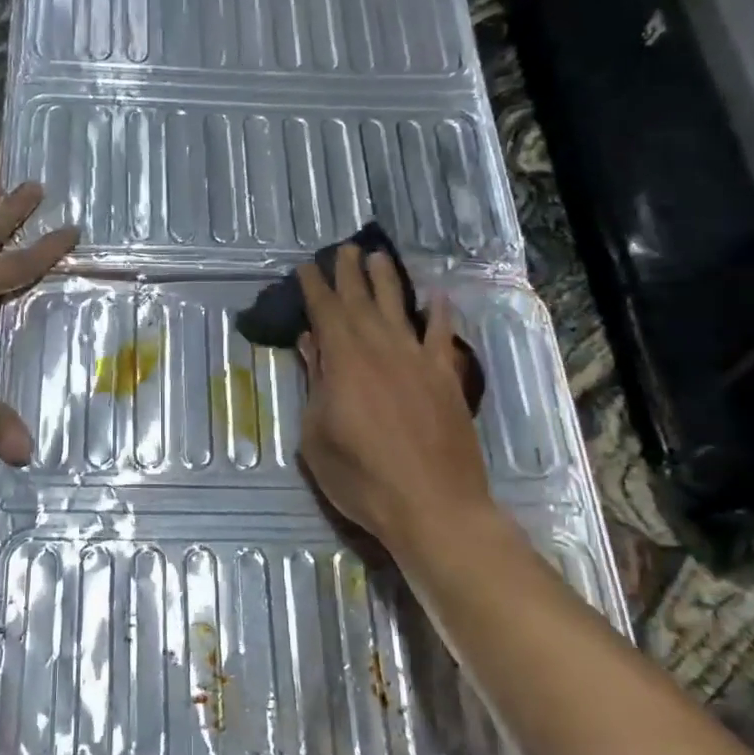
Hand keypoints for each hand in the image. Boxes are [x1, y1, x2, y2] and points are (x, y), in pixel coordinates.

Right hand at [295, 246, 497, 556]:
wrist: (433, 505)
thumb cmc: (362, 478)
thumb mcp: (317, 437)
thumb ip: (316, 385)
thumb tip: (311, 344)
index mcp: (344, 362)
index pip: (326, 312)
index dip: (315, 287)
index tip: (307, 267)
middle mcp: (382, 349)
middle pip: (362, 301)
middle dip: (349, 273)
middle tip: (343, 248)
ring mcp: (418, 361)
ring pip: (400, 309)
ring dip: (387, 281)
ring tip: (378, 257)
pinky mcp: (447, 378)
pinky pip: (443, 336)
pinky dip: (439, 314)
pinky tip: (437, 298)